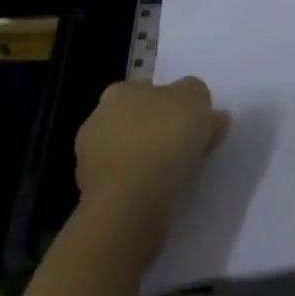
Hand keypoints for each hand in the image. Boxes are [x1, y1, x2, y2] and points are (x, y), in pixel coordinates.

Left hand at [75, 77, 229, 239]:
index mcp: (118, 92)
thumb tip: (204, 111)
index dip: (170, 101)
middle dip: (157, 131)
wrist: (131, 206)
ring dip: (148, 162)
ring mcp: (89, 163)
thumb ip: (198, 96)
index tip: (190, 119)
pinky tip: (161, 196)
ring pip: (129, 155)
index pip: (146, 89)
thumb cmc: (162, 139)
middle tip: (187, 147)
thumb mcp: (195, 98)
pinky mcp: (93, 200)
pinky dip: (141, 189)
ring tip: (178, 176)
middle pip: (135, 121)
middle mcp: (97, 121)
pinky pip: (126, 186)